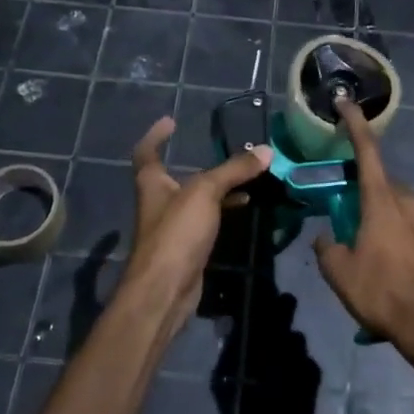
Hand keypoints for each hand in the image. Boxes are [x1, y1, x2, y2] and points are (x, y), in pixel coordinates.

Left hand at [125, 117, 271, 341]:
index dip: (155, 135)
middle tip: (225, 151)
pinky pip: (207, 220)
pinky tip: (244, 206)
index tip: (170, 121)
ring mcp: (173, 227)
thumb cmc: (176, 234)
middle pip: (176, 175)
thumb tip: (266, 150)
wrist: (165, 291)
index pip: (147, 152)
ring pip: (196, 199)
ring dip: (217, 187)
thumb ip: (234, 170)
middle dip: (198, 162)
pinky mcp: (187, 248)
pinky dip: (223, 210)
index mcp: (152, 183)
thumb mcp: (205, 193)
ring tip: (245, 175)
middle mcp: (159, 202)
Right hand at [315, 98, 413, 359]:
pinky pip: (406, 224)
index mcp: (381, 199)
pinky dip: (391, 231)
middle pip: (378, 181)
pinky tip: (384, 261)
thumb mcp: (339, 273)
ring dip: (375, 214)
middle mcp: (406, 200)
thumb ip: (327, 248)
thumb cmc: (382, 291)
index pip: (366, 149)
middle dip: (359, 190)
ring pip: (393, 204)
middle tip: (341, 212)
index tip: (345, 101)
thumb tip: (326, 238)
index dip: (354, 122)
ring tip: (362, 246)